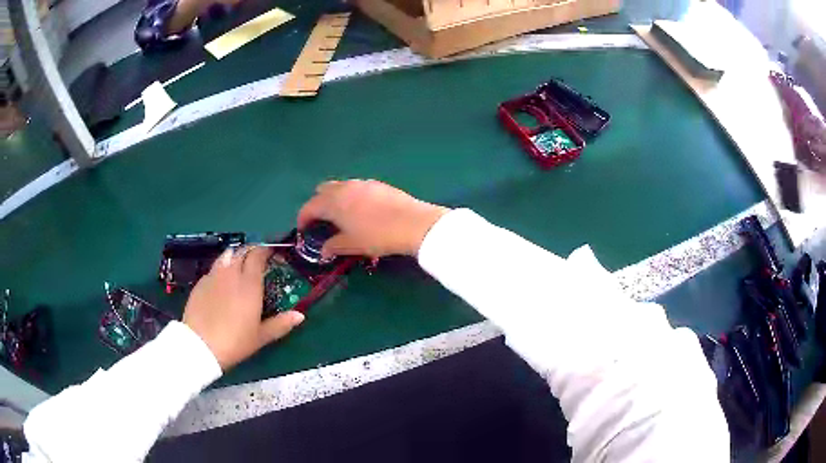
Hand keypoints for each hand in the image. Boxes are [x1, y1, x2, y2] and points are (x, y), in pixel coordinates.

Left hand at [183, 247, 304, 370]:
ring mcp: (213, 276)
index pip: (258, 255)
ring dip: (235, 256)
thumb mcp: (261, 336)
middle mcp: (231, 274)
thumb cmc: (235, 342)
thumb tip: (300, 316)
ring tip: (239, 266)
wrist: (200, 345)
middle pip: (242, 251)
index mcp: (249, 284)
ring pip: (226, 256)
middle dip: (252, 251)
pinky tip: (222, 283)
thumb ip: (281, 324)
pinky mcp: (200, 283)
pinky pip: (214, 269)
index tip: (272, 254)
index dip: (266, 250)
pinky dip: (221, 269)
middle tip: (258, 260)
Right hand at [297, 180, 448, 258]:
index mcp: (333, 202)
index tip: (303, 229)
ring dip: (335, 199)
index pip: (310, 207)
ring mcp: (362, 183)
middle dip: (318, 204)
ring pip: (340, 187)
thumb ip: (335, 245)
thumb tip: (323, 250)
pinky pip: (356, 187)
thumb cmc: (378, 236)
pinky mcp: (377, 184)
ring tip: (341, 216)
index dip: (303, 218)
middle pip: (323, 191)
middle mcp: (344, 187)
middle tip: (321, 221)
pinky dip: (350, 196)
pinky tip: (361, 210)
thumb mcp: (353, 244)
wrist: (413, 223)